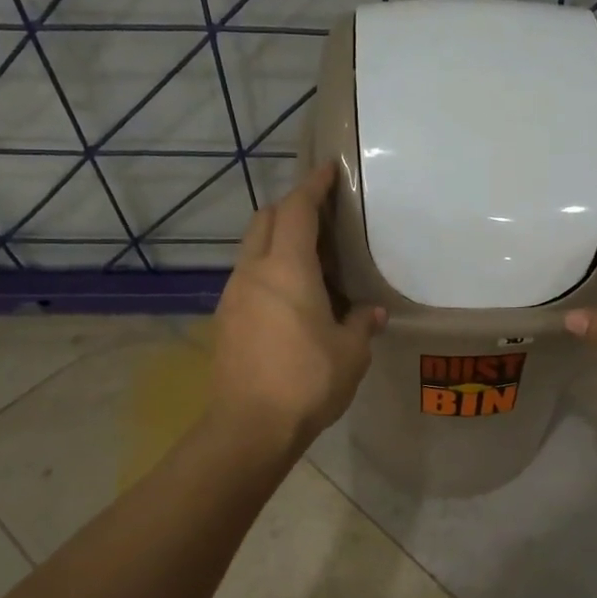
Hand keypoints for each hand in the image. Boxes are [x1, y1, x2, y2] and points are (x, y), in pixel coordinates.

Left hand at [207, 161, 384, 447]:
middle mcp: (253, 272)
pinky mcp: (224, 321)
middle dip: (290, 208)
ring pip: (251, 249)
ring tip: (307, 259)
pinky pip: (246, 278)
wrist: (249, 427)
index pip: (297, 209)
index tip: (328, 170)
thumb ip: (362, 324)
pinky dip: (267, 271)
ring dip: (276, 241)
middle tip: (320, 216)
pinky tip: (288, 297)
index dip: (313, 186)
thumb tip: (372, 313)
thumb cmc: (307, 381)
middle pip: (265, 220)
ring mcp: (232, 296)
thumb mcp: (350, 353)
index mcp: (287, 269)